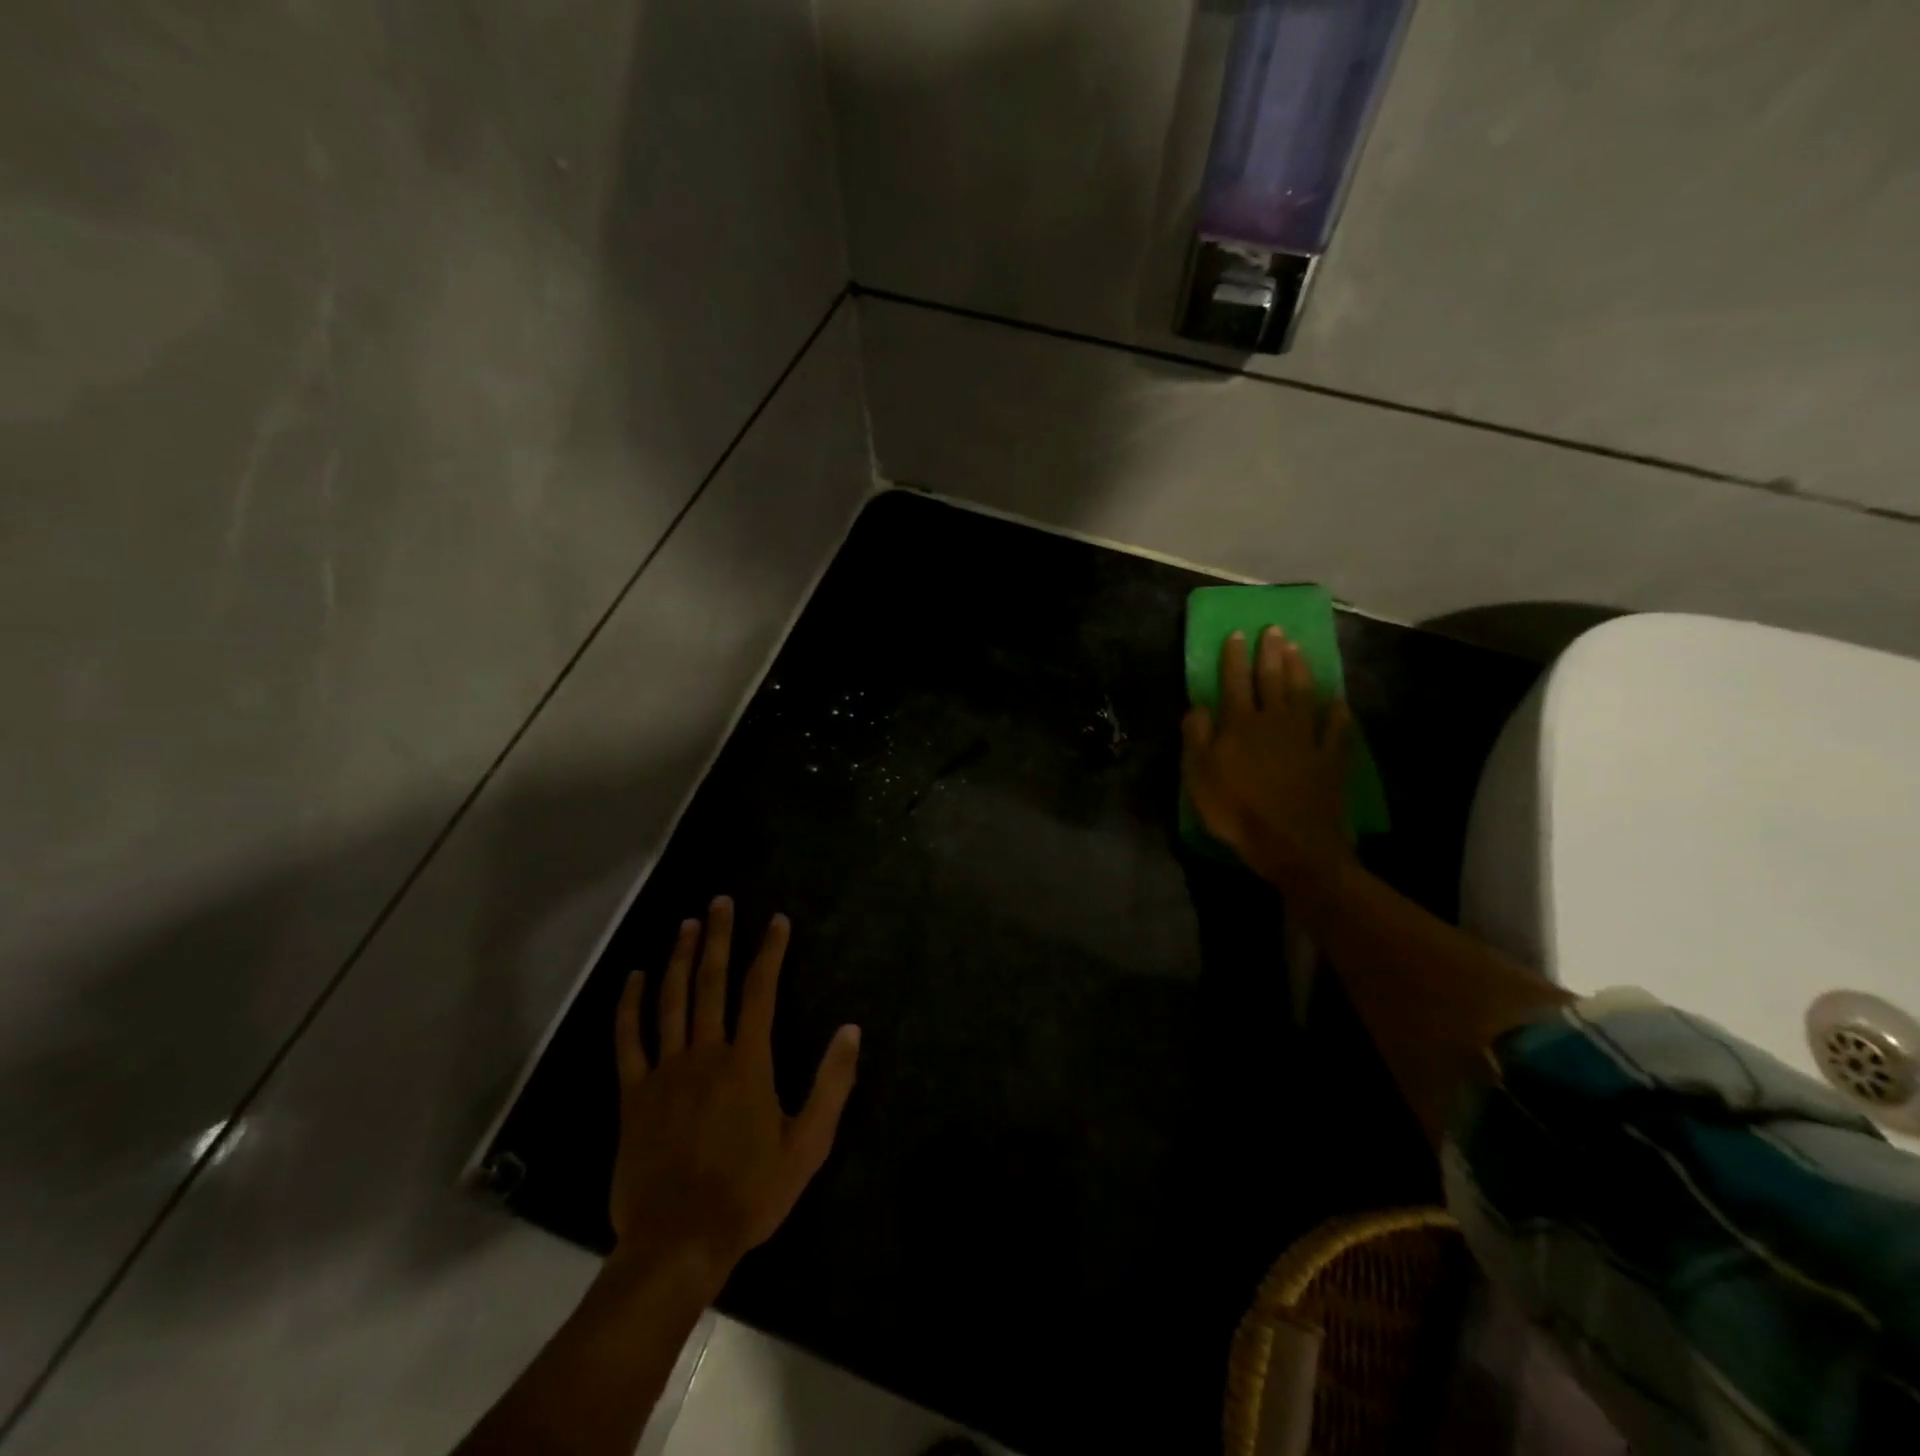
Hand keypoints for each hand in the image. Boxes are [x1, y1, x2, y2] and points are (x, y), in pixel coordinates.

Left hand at [609, 898, 860, 1284]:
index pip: (761, 990)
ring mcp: (664, 1072)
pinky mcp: (633, 1095)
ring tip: (686, 924)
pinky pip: (628, 1041)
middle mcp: (705, 1053)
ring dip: (678, 958)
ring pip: (670, 1000)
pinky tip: (633, 978)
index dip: (770, 951)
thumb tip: (850, 1030)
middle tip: (719, 902)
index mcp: (747, 1062)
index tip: (776, 920)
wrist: (679, 1244)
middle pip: (711, 982)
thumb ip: (831, 1084)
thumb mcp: (808, 1145)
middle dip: (719, 937)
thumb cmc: (750, 1193)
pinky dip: (629, 1006)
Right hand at [1182, 627, 1354, 888]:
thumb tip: (1197, 706)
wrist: (1291, 843)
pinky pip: (1336, 728)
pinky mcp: (1330, 757)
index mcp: (1239, 725)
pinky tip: (1338, 700)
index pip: (1233, 682)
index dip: (1233, 658)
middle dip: (1270, 653)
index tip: (1237, 634)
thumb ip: (1196, 738)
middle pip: (1271, 680)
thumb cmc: (1236, 811)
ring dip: (1300, 670)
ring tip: (1298, 648)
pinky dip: (1337, 712)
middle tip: (1273, 630)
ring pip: (1303, 694)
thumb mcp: (1198, 777)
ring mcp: (1306, 738)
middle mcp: (1273, 722)